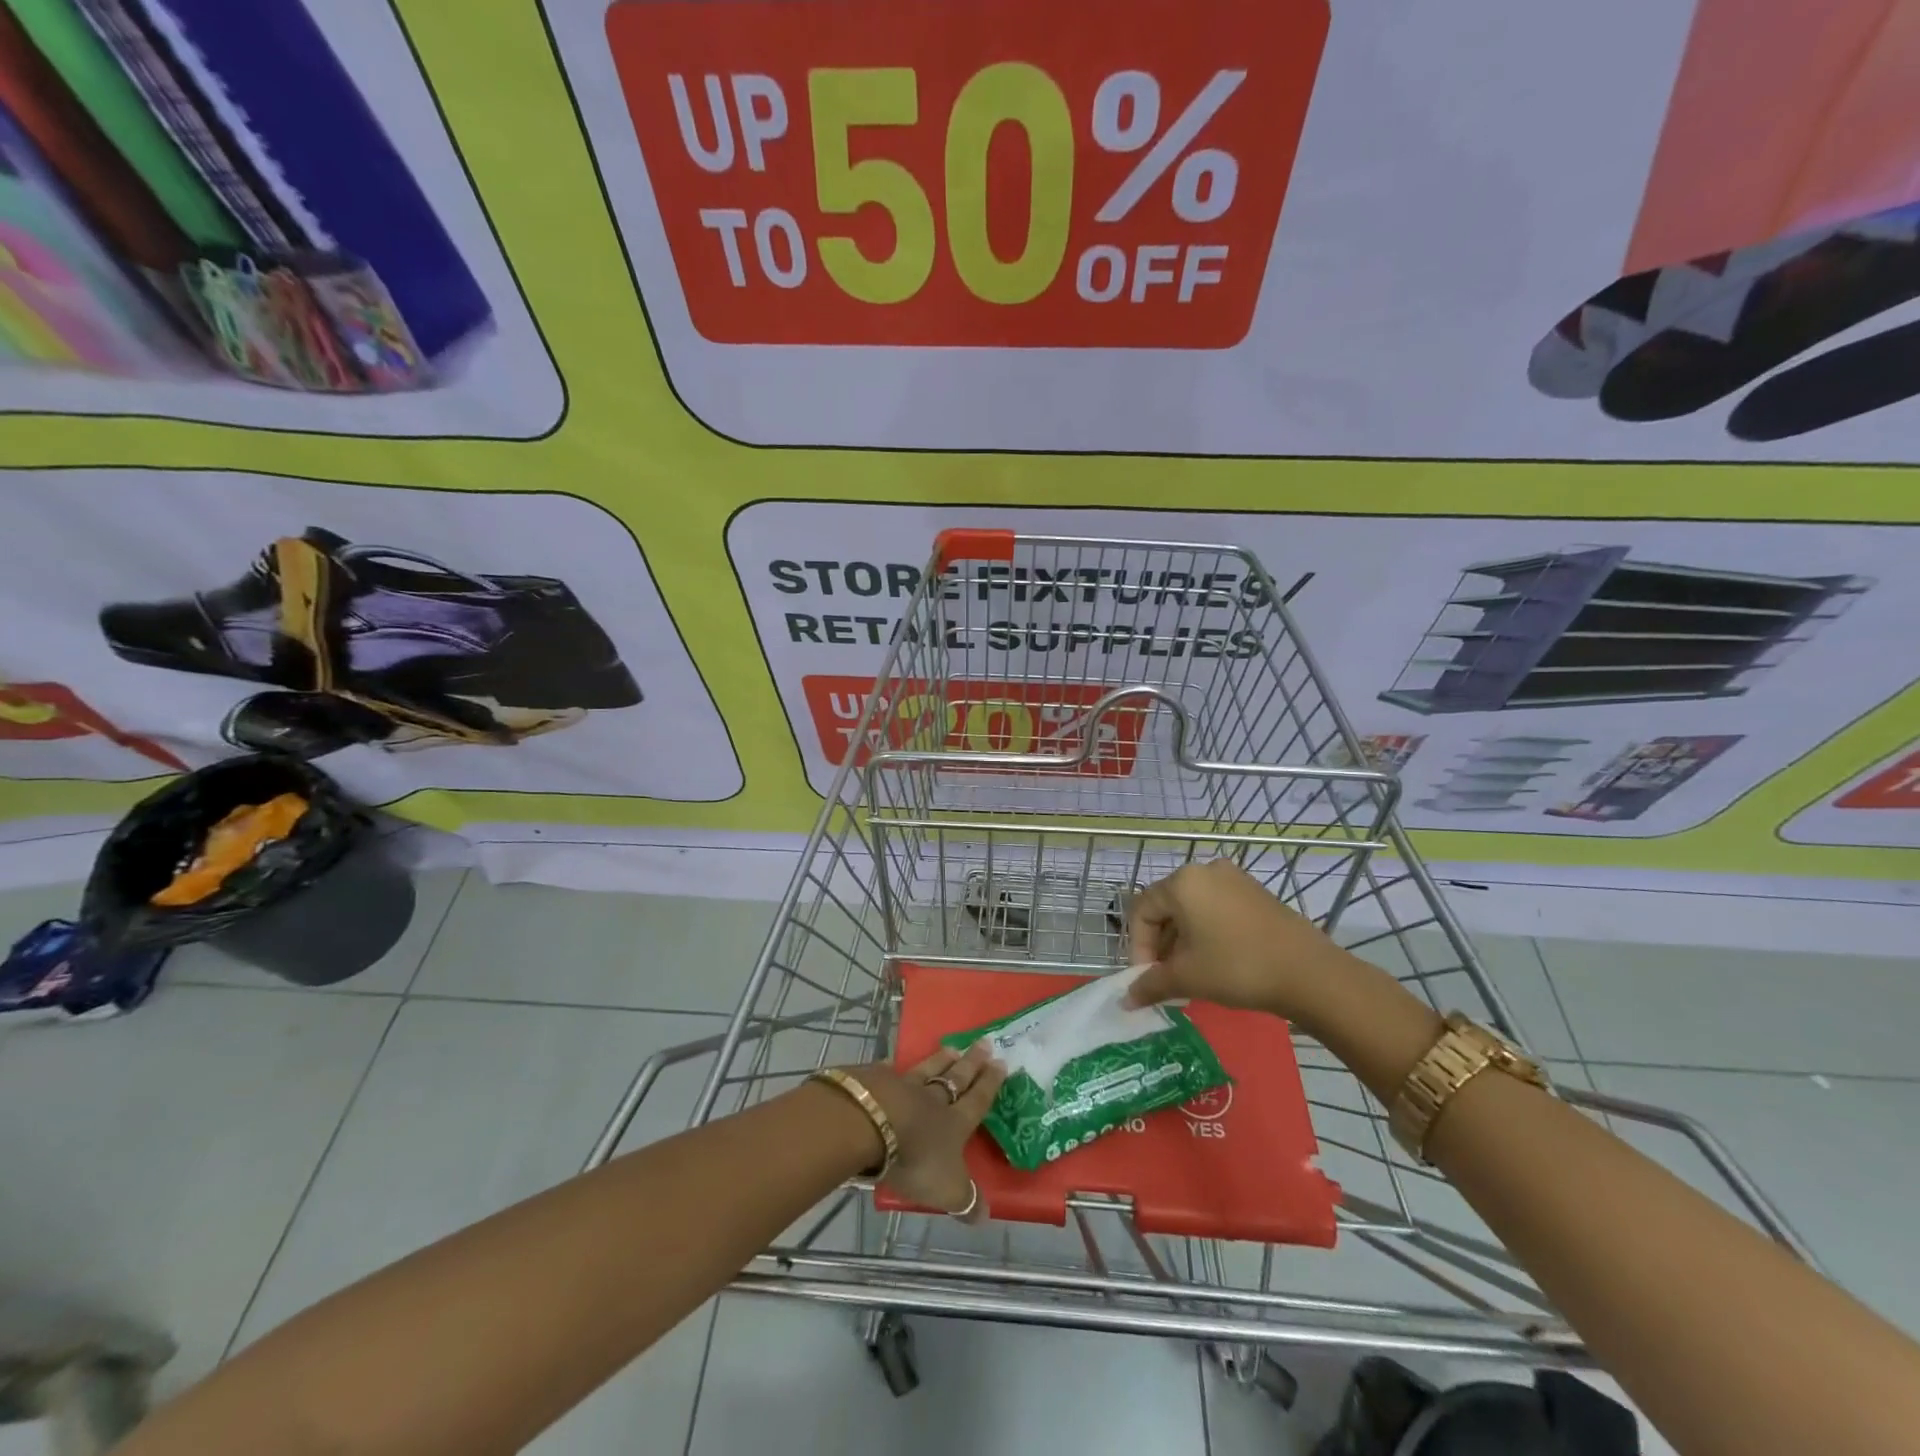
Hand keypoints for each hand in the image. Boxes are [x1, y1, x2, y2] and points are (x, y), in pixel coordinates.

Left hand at [847, 1042, 1005, 1220]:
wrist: (870, 1125)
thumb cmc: (915, 1158)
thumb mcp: (946, 1190)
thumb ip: (965, 1200)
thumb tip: (986, 1216)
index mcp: (954, 1122)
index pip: (978, 1100)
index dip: (990, 1083)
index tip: (1001, 1062)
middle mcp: (933, 1099)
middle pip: (956, 1077)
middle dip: (972, 1063)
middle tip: (984, 1043)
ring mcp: (904, 1086)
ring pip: (927, 1069)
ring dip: (940, 1059)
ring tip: (952, 1047)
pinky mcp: (876, 1081)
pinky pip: (889, 1071)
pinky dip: (893, 1067)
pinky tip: (893, 1061)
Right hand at [1123, 859, 1355, 1030]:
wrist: (1310, 973)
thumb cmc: (1237, 968)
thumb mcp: (1187, 978)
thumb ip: (1150, 984)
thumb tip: (1126, 1000)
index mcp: (1182, 883)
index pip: (1142, 911)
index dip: (1139, 947)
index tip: (1148, 978)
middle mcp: (1205, 871)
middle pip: (1167, 906)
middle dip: (1161, 944)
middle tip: (1167, 977)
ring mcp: (1234, 879)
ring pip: (1193, 908)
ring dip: (1184, 939)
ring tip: (1192, 972)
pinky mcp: (1256, 892)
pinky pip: (1218, 907)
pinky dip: (1208, 931)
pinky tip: (1218, 960)